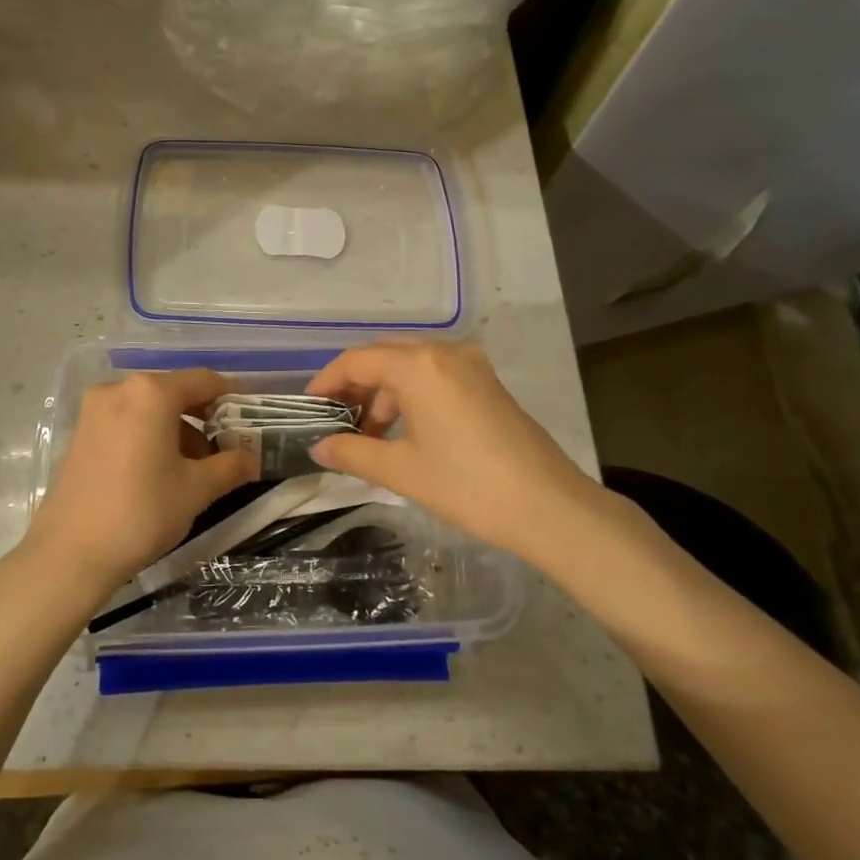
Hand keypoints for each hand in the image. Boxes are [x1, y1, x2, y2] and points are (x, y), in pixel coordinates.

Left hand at [16, 369, 257, 600]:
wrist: (70, 553)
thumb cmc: (142, 512)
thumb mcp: (197, 489)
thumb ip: (230, 466)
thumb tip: (251, 458)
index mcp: (151, 393)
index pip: (203, 380)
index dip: (231, 396)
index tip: (249, 417)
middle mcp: (119, 389)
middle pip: (173, 392)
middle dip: (202, 418)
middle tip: (224, 449)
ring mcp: (94, 410)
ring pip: (148, 409)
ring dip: (176, 429)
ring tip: (193, 469)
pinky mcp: (80, 433)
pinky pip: (125, 422)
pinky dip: (148, 436)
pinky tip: (158, 471)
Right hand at [305, 342, 606, 560]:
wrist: (550, 507)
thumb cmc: (467, 485)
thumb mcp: (401, 471)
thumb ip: (353, 453)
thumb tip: (319, 448)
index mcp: (419, 365)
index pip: (357, 361)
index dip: (327, 382)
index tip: (310, 409)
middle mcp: (444, 352)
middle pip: (383, 357)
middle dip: (355, 386)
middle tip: (336, 421)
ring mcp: (471, 366)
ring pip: (411, 366)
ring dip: (384, 394)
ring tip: (370, 436)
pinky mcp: (487, 384)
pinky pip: (435, 376)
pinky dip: (411, 396)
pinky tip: (405, 433)